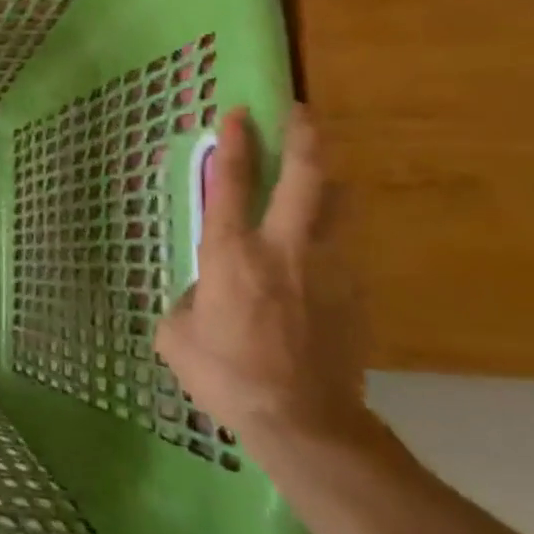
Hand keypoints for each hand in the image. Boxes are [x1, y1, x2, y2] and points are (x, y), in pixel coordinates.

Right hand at [156, 106, 367, 454]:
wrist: (304, 422)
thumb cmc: (227, 375)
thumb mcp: (176, 335)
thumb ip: (187, 300)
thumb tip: (203, 292)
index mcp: (231, 253)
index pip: (233, 182)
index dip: (235, 141)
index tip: (238, 113)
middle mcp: (283, 247)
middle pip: (306, 175)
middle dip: (304, 136)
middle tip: (300, 111)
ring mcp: (328, 267)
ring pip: (340, 204)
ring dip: (329, 180)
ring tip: (320, 172)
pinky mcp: (356, 293)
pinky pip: (347, 246)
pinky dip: (335, 231)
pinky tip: (322, 245)